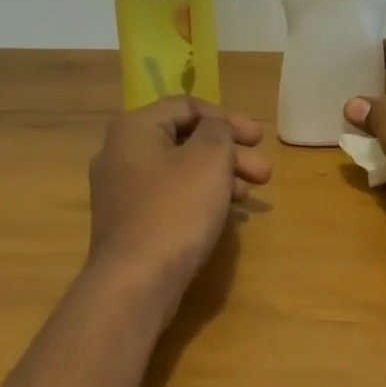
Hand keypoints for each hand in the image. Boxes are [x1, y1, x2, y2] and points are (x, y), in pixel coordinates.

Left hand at [87, 97, 270, 293]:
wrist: (136, 281)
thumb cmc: (175, 210)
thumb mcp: (209, 159)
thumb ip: (219, 131)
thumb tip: (215, 128)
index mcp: (134, 128)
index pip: (186, 105)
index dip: (227, 117)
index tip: (259, 138)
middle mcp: (120, 154)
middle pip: (184, 140)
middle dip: (229, 152)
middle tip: (264, 171)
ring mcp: (122, 191)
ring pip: (179, 171)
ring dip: (219, 176)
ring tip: (251, 193)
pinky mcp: (130, 223)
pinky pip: (170, 198)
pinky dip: (199, 198)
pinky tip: (224, 213)